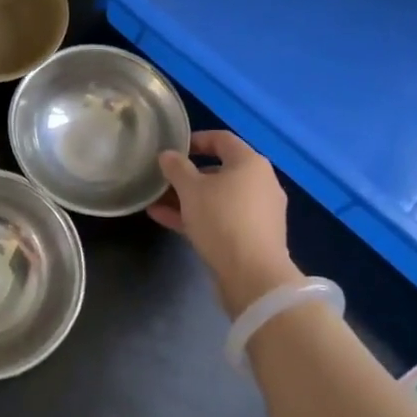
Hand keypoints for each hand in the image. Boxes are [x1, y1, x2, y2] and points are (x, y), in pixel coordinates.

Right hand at [149, 131, 303, 317]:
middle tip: (163, 179)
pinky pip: (222, 218)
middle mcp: (260, 183)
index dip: (196, 140)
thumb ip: (177, 168)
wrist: (254, 277)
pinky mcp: (253, 237)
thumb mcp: (191, 190)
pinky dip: (198, 216)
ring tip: (156, 201)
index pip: (222, 139)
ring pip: (218, 198)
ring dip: (188, 198)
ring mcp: (259, 212)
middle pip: (220, 171)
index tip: (173, 148)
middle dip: (188, 175)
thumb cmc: (222, 220)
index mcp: (250, 163)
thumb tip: (167, 155)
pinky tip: (165, 220)